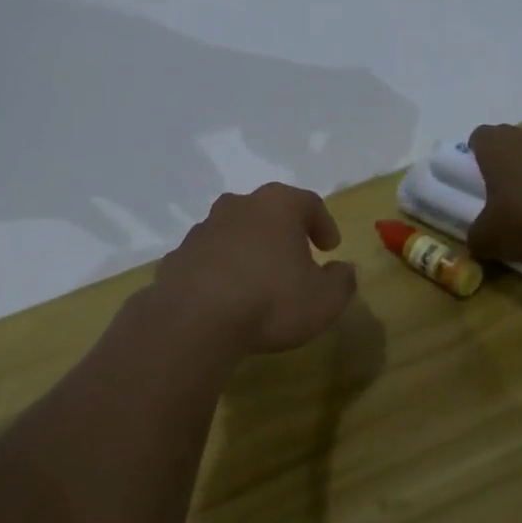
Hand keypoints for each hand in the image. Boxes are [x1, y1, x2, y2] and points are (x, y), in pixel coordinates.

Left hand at [149, 184, 358, 357]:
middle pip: (267, 211)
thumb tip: (343, 269)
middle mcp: (238, 206)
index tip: (330, 248)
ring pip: (234, 231)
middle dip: (282, 231)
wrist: (194, 320)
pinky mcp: (178, 255)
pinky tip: (226, 296)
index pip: (308, 203)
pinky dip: (220, 269)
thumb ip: (341, 281)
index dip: (323, 224)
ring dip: (248, 249)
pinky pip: (208, 257)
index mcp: (277, 205)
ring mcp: (203, 228)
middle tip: (295, 257)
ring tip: (258, 279)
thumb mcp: (324, 300)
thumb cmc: (270, 301)